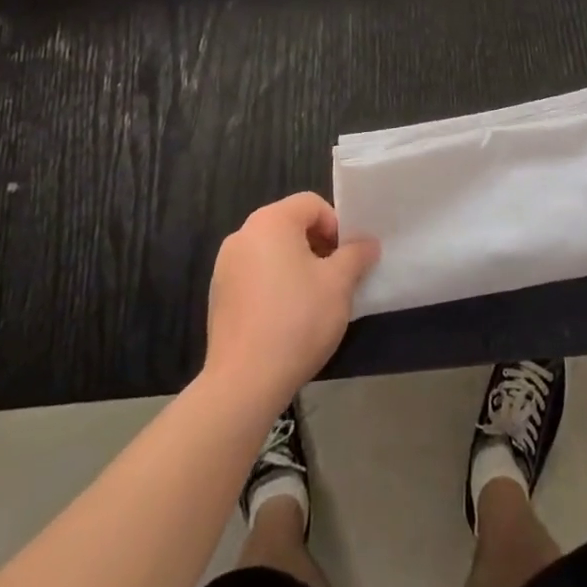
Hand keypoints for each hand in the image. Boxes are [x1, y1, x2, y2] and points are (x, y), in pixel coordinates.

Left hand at [204, 193, 379, 410]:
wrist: (243, 382)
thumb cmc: (297, 320)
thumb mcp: (339, 284)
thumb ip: (356, 255)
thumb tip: (368, 243)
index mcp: (271, 221)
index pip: (312, 204)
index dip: (336, 225)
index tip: (347, 258)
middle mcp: (244, 234)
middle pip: (290, 224)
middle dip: (317, 245)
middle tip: (334, 277)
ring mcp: (226, 265)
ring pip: (271, 251)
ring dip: (296, 265)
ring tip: (312, 299)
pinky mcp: (218, 295)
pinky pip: (254, 275)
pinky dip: (273, 284)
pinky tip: (285, 318)